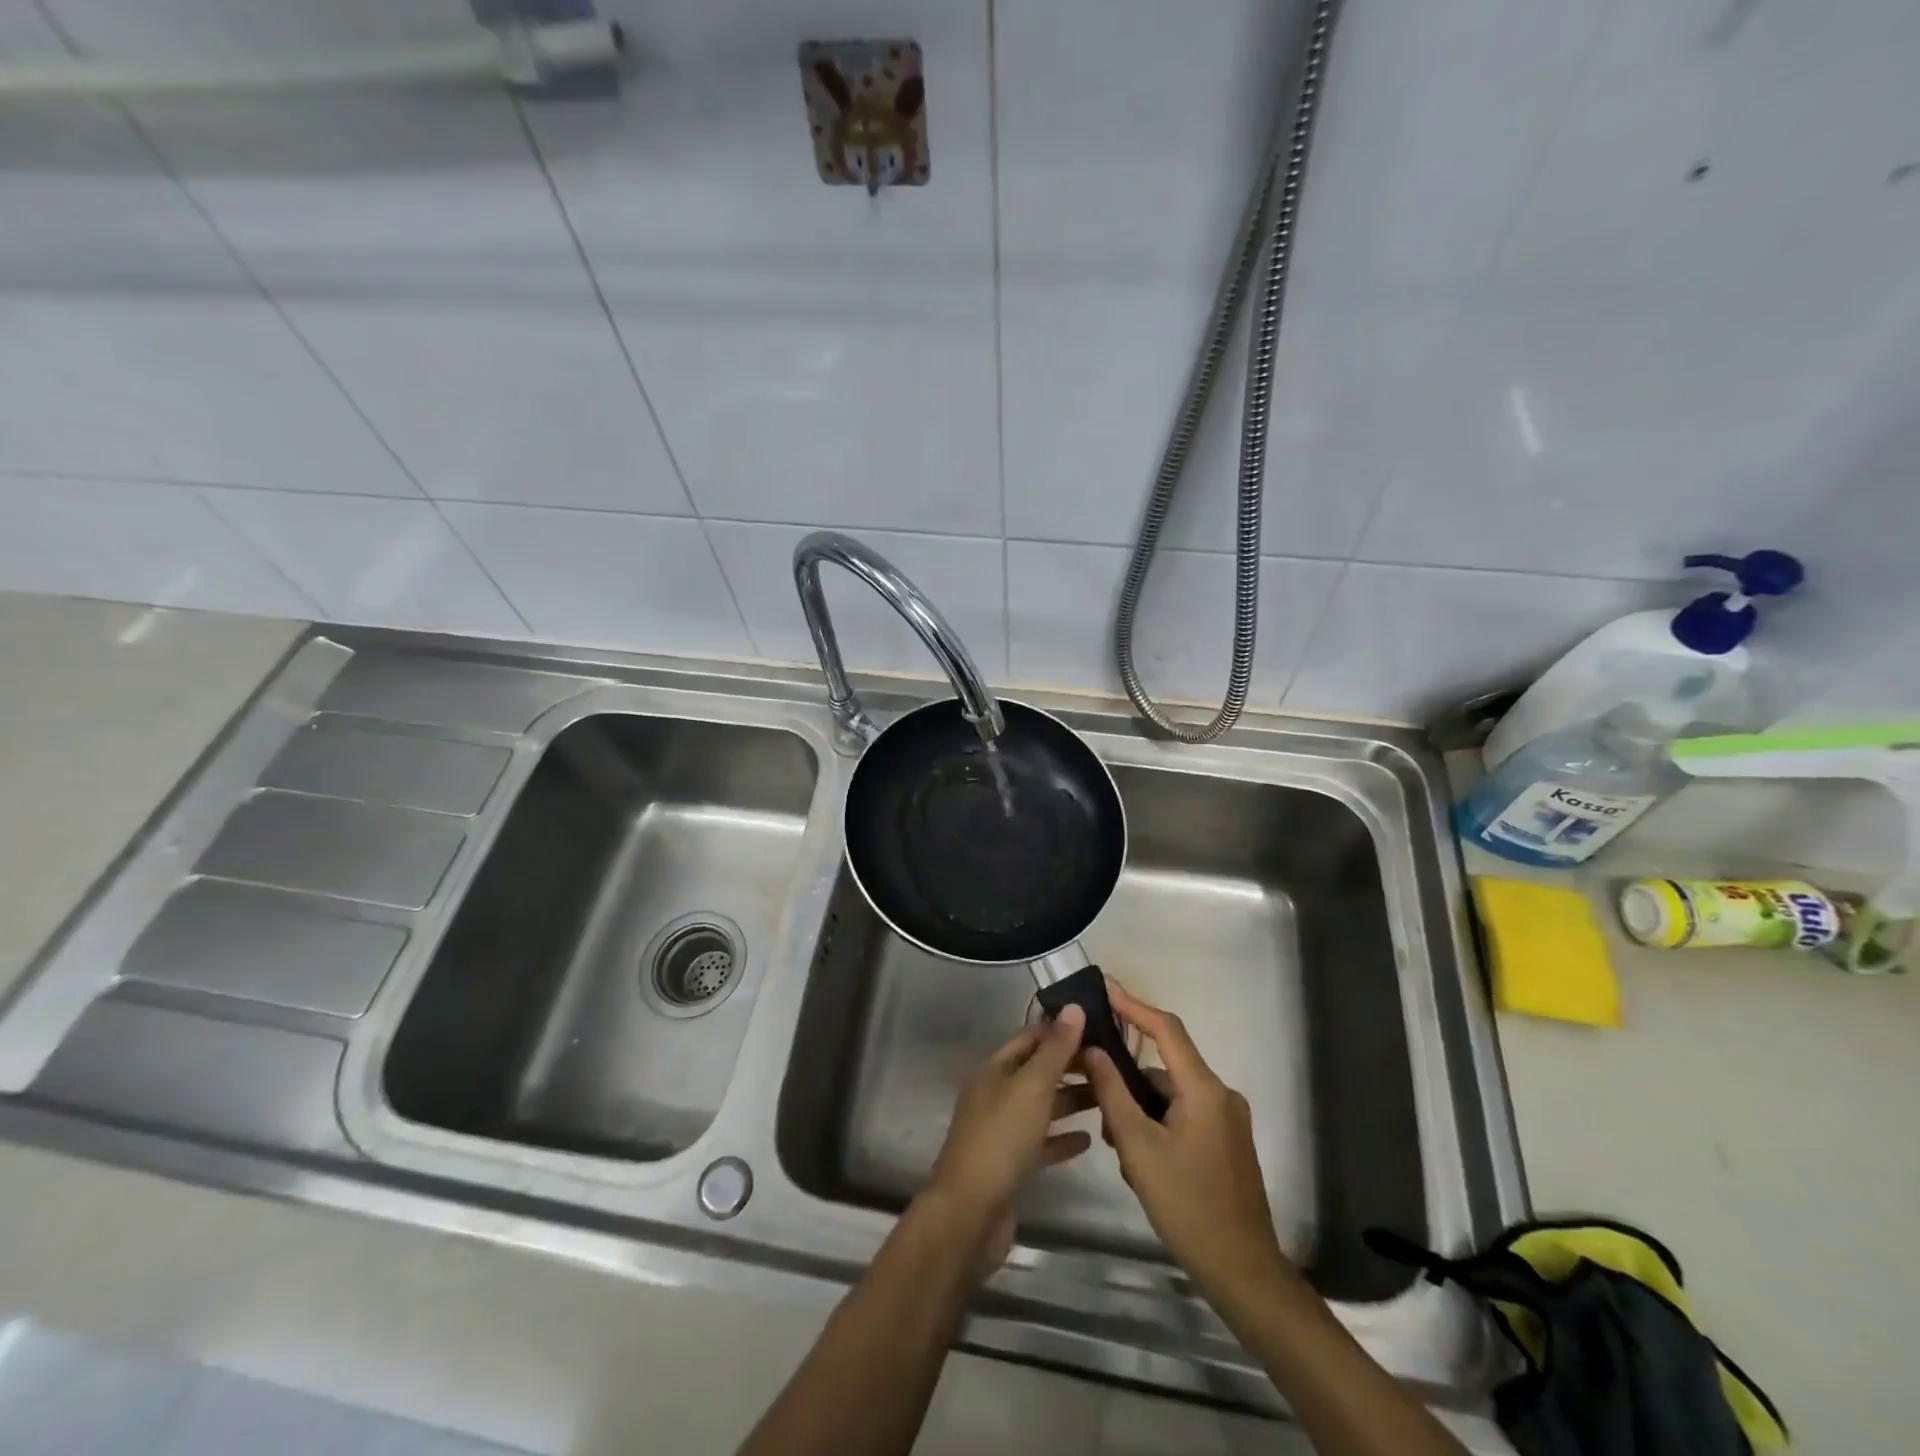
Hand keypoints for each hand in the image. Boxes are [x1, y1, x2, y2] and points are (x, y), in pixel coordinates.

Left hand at [924, 1004, 1093, 1270]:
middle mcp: (996, 1094)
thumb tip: (1073, 1007)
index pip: (1030, 1038)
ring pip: (1042, 1106)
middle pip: (1037, 1071)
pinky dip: (1063, 1138)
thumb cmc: (1001, 1140)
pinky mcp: (1011, 1165)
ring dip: (1071, 1100)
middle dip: (1070, 1066)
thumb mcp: (1032, 1088)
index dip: (1060, 1029)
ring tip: (1108, 1097)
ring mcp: (1002, 1130)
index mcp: (995, 1070)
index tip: (1098, 1026)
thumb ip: (1055, 1050)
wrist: (970, 1214)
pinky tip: (1089, 1140)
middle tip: (1112, 1064)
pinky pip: (1042, 1143)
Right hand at [1083, 986, 1290, 1302]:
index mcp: (1204, 1089)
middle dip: (1128, 1081)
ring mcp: (1228, 1120)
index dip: (1134, 1006)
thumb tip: (1094, 1051)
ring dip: (1141, 1110)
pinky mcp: (1227, 1143)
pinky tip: (1139, 1159)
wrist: (1244, 1272)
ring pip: (1172, 1096)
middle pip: (1165, 1068)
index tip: (1105, 990)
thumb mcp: (1139, 1148)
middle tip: (1095, 1099)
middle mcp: (1221, 1095)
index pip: (1166, 1029)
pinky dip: (1158, 1125)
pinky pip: (1185, 1115)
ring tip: (1117, 1145)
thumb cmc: (1188, 1206)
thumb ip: (1113, 1094)